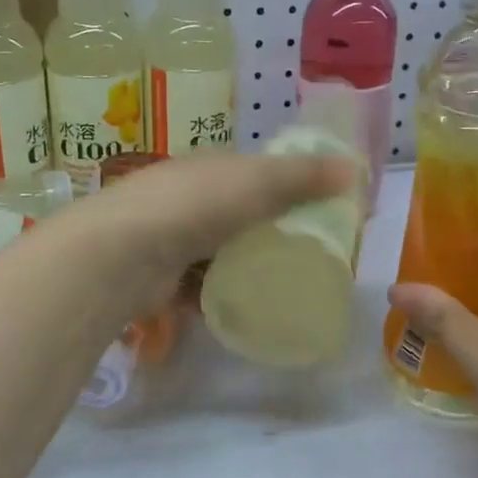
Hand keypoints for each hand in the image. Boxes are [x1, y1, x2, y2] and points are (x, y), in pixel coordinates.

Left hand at [69, 151, 355, 313]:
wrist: (122, 255)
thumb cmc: (195, 207)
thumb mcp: (257, 182)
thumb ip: (304, 176)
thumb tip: (355, 172)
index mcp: (209, 167)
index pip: (256, 172)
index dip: (290, 186)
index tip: (321, 211)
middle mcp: (186, 198)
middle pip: (238, 214)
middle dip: (268, 232)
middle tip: (307, 256)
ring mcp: (169, 238)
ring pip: (218, 253)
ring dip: (243, 267)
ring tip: (280, 287)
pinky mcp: (160, 278)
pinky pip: (198, 288)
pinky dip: (216, 296)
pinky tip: (240, 310)